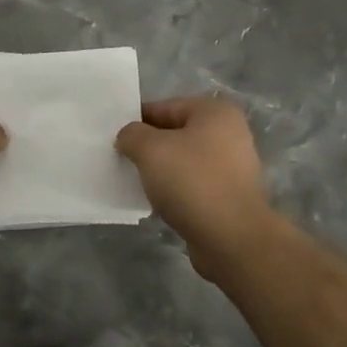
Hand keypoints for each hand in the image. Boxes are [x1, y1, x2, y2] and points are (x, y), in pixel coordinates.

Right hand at [115, 95, 275, 279]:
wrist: (232, 239)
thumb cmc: (192, 182)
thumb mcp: (150, 149)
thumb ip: (132, 134)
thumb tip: (128, 138)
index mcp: (215, 112)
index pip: (164, 107)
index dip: (136, 121)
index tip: (114, 140)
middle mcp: (229, 134)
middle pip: (174, 134)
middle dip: (147, 147)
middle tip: (121, 161)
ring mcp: (232, 166)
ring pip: (182, 161)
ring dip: (160, 171)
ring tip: (135, 183)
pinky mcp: (229, 196)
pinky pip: (192, 185)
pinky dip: (174, 191)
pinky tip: (156, 203)